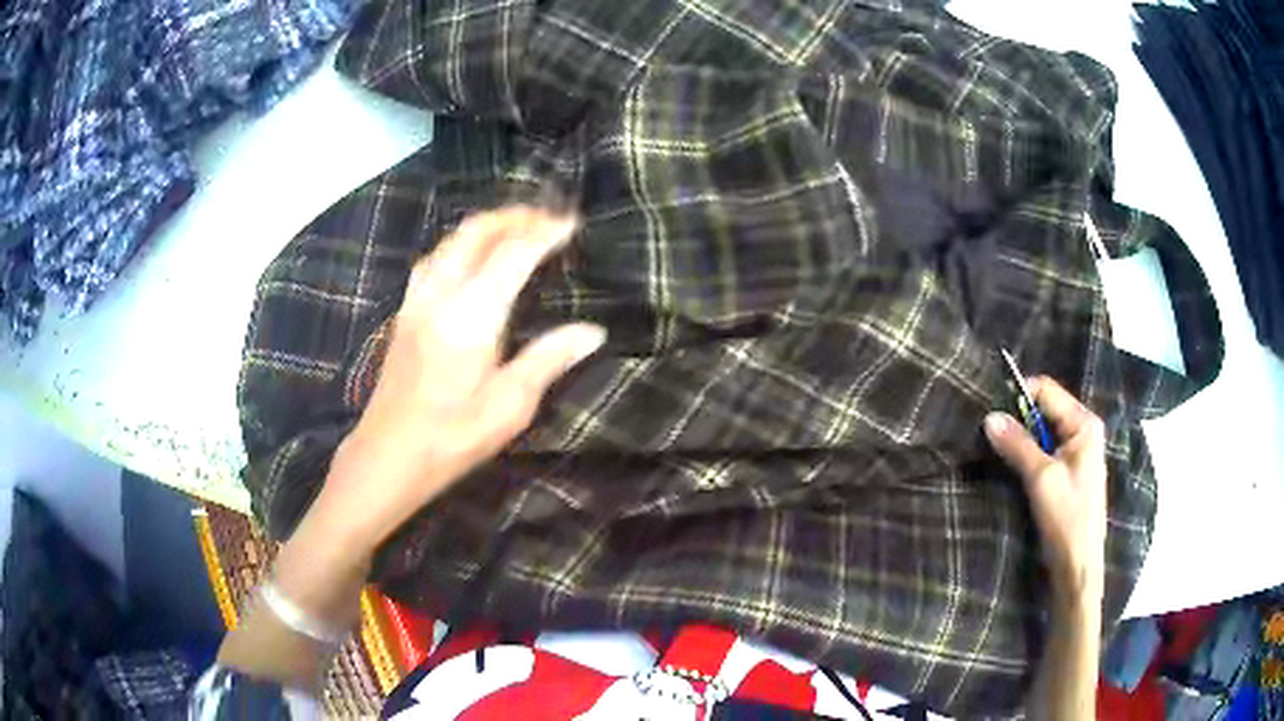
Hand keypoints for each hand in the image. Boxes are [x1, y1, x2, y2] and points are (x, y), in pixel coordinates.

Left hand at [321, 206, 606, 550]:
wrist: (387, 455)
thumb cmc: (451, 438)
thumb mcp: (509, 406)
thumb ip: (549, 360)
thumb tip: (592, 332)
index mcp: (471, 315)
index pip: (513, 253)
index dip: (546, 233)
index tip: (573, 224)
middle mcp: (440, 294)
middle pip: (477, 231)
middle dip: (515, 216)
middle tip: (549, 218)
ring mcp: (417, 299)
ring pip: (452, 240)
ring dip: (487, 226)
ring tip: (518, 229)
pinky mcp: (406, 311)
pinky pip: (436, 257)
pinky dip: (462, 243)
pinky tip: (473, 258)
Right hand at [984, 377, 1107, 601]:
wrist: (1078, 566)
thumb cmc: (1067, 519)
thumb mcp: (1041, 479)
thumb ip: (1017, 445)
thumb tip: (989, 417)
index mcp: (1084, 423)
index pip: (1046, 390)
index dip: (1019, 395)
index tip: (992, 414)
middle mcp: (1083, 430)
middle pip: (1045, 408)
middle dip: (1019, 419)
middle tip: (992, 435)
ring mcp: (1077, 451)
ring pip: (1043, 430)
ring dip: (1021, 439)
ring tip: (999, 451)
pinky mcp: (1069, 471)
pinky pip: (1045, 449)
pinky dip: (1028, 454)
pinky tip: (1014, 466)